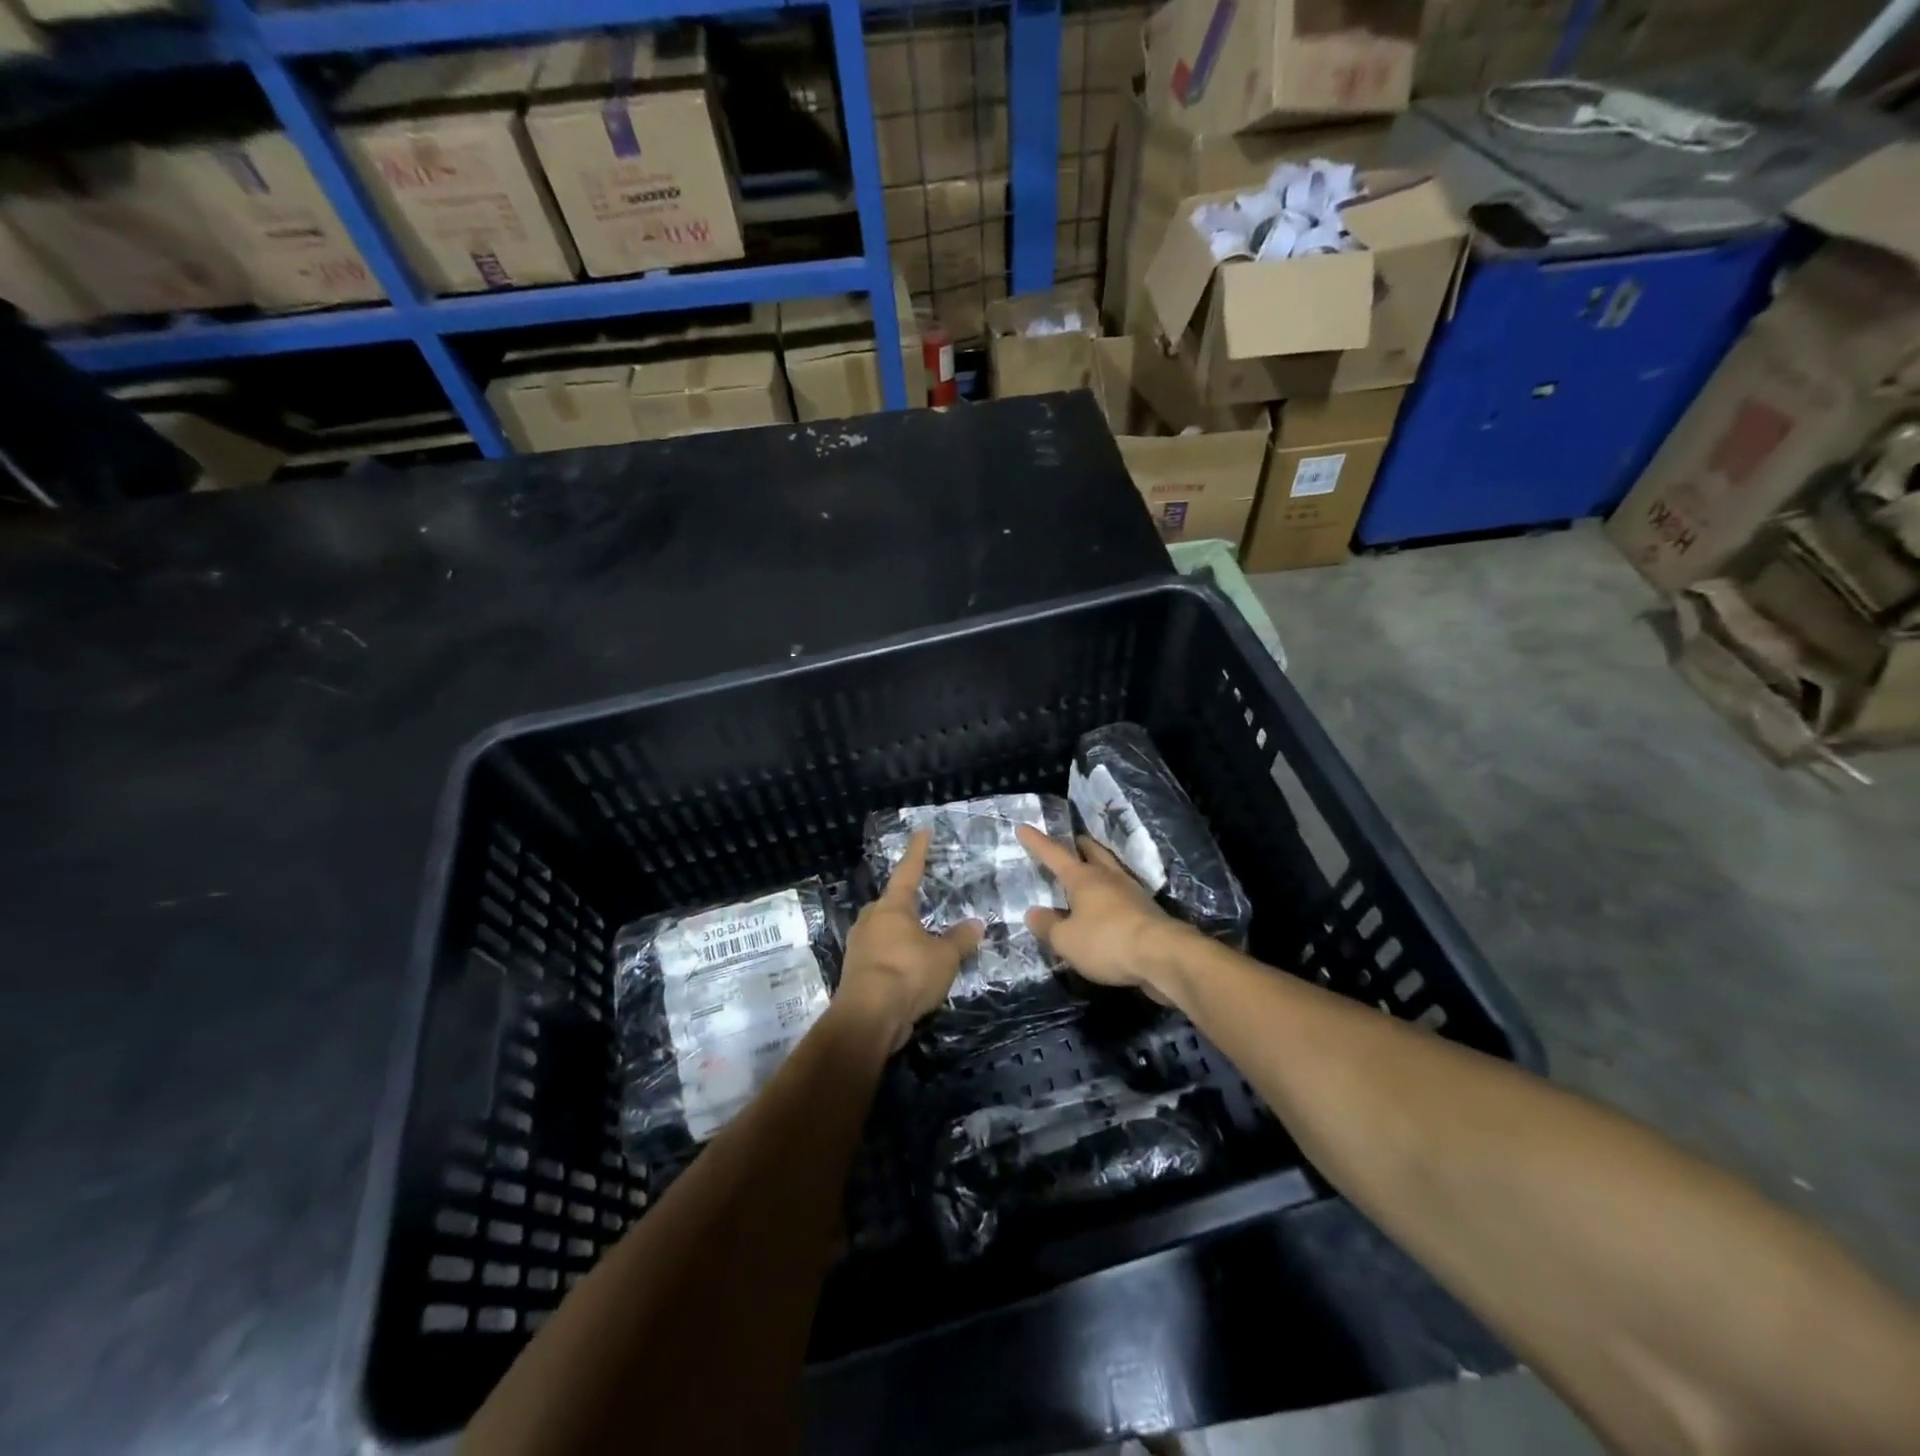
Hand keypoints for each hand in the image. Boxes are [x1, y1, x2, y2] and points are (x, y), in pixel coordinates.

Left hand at [836, 830, 983, 1052]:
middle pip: (892, 904)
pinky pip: (881, 955)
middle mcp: (871, 920)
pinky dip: (896, 957)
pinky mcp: (856, 972)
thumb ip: (960, 939)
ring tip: (922, 941)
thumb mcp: (944, 957)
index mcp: (892, 907)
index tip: (923, 832)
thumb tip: (976, 924)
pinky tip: (910, 969)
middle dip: (908, 902)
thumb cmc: (907, 973)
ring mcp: (860, 946)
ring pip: (884, 931)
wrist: (868, 1017)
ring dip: (902, 934)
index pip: (908, 871)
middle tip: (925, 901)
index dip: (918, 851)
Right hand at [1017, 824, 1192, 1001]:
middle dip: (1078, 845)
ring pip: (1111, 869)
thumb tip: (1034, 913)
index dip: (1037, 842)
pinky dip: (1111, 893)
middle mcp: (1108, 877)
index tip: (1023, 827)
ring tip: (1088, 872)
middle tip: (1069, 843)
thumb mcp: (1066, 940)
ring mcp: (1131, 891)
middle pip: (1091, 851)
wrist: (1162, 955)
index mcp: (1083, 878)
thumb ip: (1047, 926)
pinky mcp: (1147, 910)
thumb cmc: (1106, 941)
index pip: (1054, 854)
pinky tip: (1107, 906)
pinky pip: (1122, 893)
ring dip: (1098, 866)